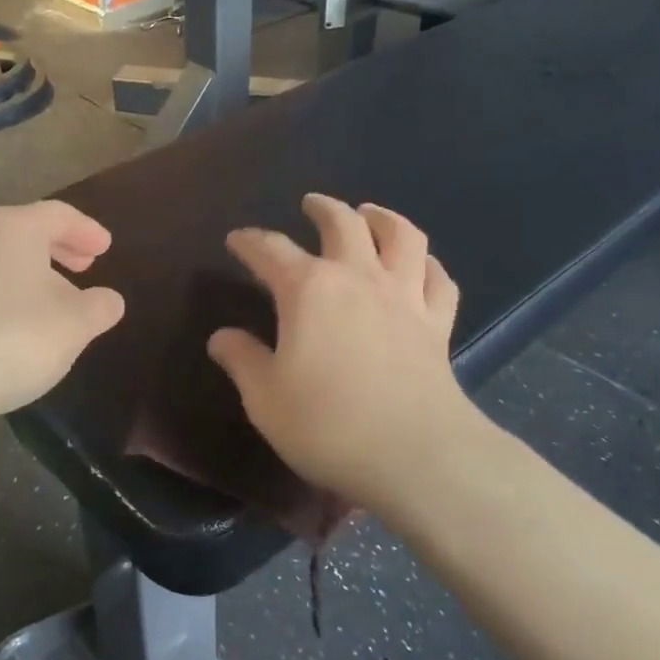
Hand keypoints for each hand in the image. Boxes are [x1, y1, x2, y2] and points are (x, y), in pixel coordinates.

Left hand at [0, 201, 125, 425]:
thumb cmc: (12, 339)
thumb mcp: (74, 326)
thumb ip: (100, 307)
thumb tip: (109, 300)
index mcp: (14, 228)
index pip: (59, 215)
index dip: (87, 230)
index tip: (105, 247)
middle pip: (25, 231)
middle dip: (59, 247)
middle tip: (84, 265)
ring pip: (0, 257)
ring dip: (31, 272)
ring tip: (53, 298)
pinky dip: (5, 291)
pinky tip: (14, 323)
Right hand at [207, 194, 483, 515]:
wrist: (416, 455)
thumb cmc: (328, 425)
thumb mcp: (265, 398)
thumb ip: (242, 360)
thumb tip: (221, 337)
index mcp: (308, 290)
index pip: (270, 250)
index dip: (250, 241)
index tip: (237, 240)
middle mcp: (357, 278)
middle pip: (342, 223)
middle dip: (323, 208)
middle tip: (311, 204)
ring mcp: (404, 297)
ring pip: (402, 236)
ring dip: (383, 218)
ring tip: (370, 214)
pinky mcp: (437, 324)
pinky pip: (438, 280)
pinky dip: (427, 265)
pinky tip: (420, 266)